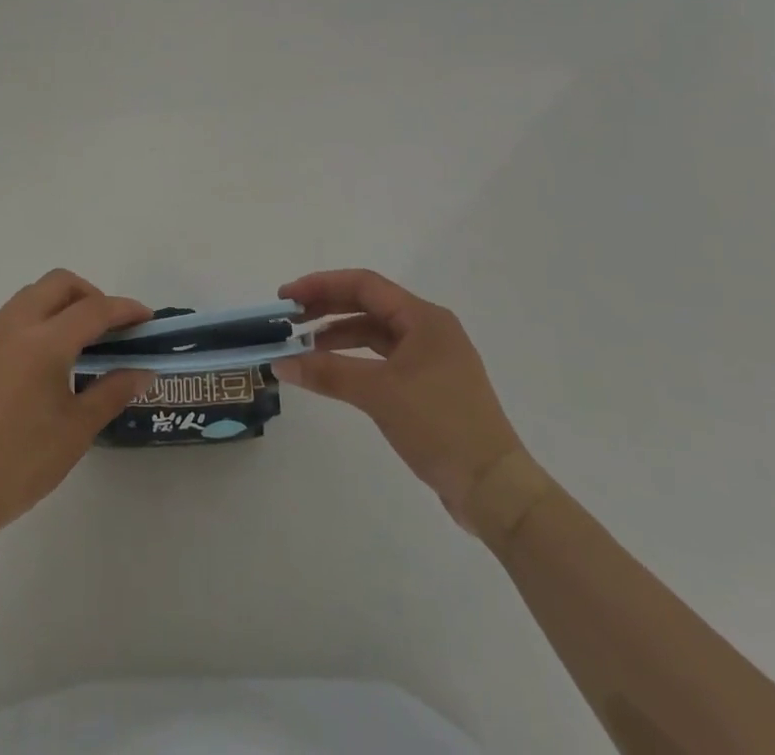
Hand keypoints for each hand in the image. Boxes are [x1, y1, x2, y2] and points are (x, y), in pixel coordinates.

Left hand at [0, 270, 154, 541]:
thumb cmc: (19, 464)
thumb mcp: (76, 431)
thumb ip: (112, 392)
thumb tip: (142, 371)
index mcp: (44, 343)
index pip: (94, 309)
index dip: (124, 309)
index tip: (145, 317)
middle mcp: (12, 326)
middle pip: (58, 284)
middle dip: (89, 294)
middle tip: (107, 326)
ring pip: (27, 297)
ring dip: (56, 305)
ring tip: (71, 343)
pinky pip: (3, 320)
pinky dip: (28, 324)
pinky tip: (31, 364)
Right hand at [275, 269, 524, 526]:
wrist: (496, 489)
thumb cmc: (440, 426)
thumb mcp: (378, 394)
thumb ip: (327, 372)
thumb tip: (279, 362)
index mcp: (424, 318)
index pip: (364, 285)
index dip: (321, 285)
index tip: (286, 297)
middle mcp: (429, 329)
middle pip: (368, 305)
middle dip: (326, 307)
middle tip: (288, 318)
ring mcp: (431, 359)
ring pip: (375, 333)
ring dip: (338, 335)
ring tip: (303, 347)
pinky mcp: (430, 386)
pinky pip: (384, 358)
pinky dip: (355, 359)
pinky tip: (333, 371)